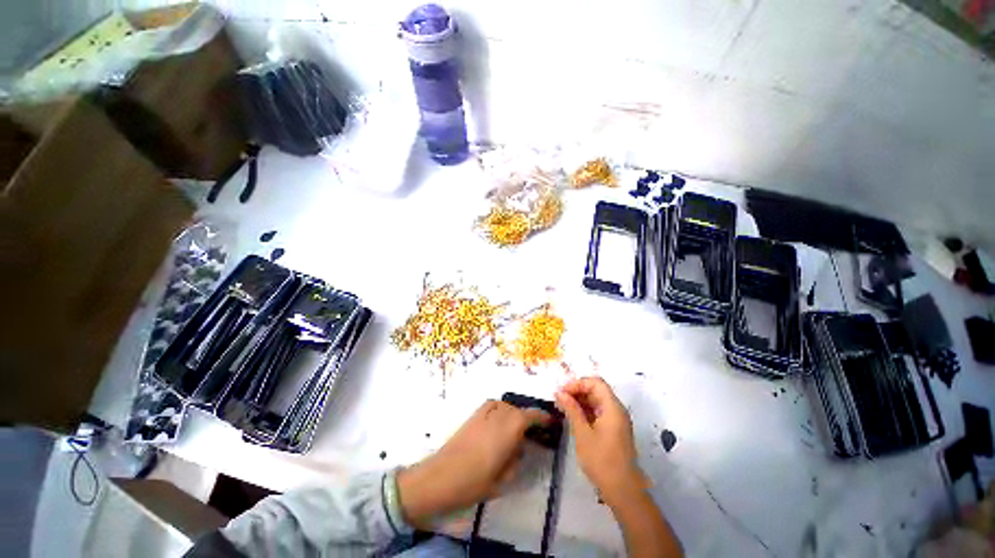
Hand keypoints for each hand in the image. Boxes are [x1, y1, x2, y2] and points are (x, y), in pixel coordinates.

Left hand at [397, 400, 549, 527]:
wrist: (441, 475)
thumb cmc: (475, 481)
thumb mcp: (504, 478)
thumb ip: (517, 459)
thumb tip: (520, 448)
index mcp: (511, 427)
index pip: (533, 416)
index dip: (543, 418)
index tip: (551, 423)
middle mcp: (500, 413)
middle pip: (519, 410)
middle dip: (528, 419)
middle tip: (533, 434)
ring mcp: (485, 411)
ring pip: (507, 406)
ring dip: (514, 415)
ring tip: (515, 431)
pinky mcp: (474, 413)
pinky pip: (494, 406)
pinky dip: (501, 411)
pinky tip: (498, 424)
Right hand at [555, 377, 643, 505]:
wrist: (622, 490)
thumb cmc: (601, 460)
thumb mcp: (582, 433)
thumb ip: (572, 409)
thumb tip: (559, 392)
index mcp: (612, 407)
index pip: (595, 383)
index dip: (577, 383)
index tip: (562, 392)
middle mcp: (616, 409)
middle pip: (596, 390)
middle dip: (577, 391)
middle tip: (559, 399)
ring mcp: (616, 420)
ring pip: (597, 400)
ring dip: (580, 401)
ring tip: (563, 407)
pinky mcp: (614, 429)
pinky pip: (598, 412)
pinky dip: (585, 411)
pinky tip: (573, 417)